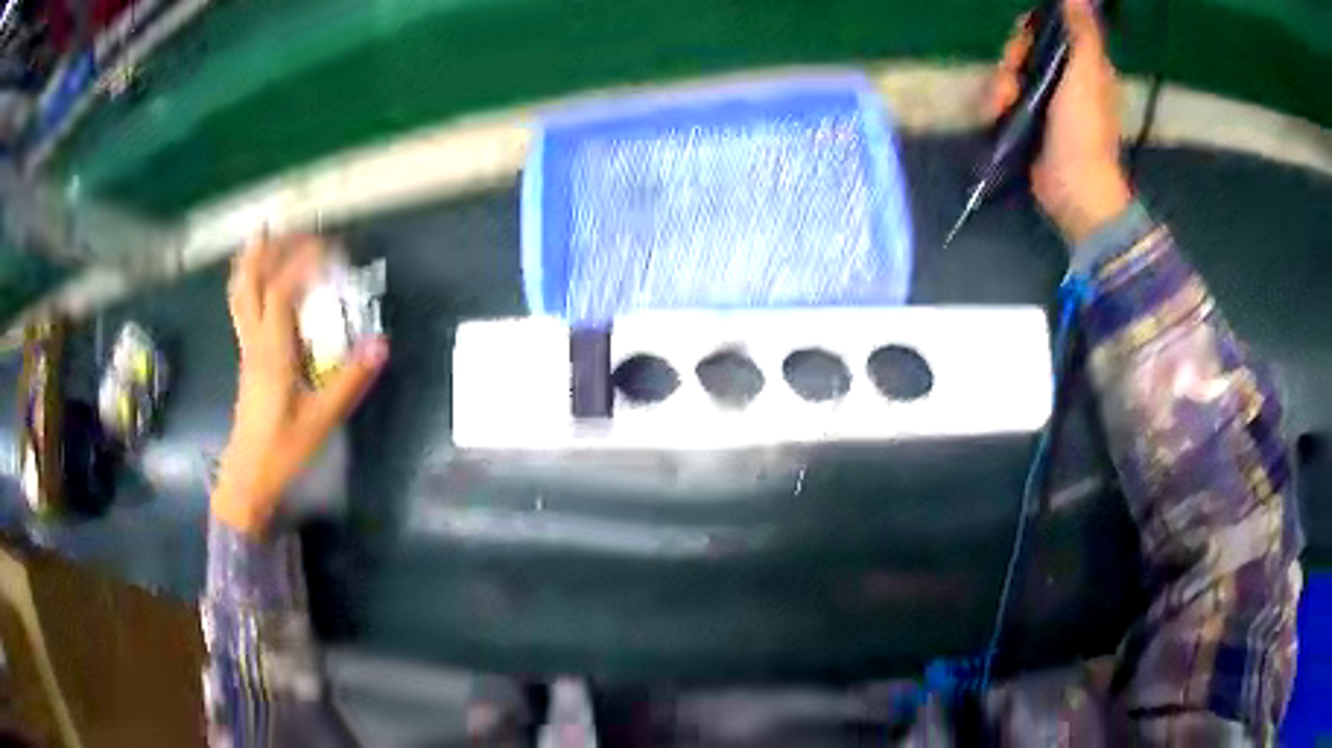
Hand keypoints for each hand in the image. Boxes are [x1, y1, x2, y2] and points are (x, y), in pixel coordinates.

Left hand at [213, 235, 386, 535]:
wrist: (247, 478)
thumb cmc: (282, 451)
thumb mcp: (320, 421)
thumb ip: (348, 382)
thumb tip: (380, 343)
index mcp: (272, 353)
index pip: (281, 291)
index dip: (302, 262)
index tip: (329, 246)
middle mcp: (255, 343)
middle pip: (250, 283)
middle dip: (269, 250)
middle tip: (291, 227)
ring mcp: (247, 350)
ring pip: (240, 295)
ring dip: (251, 261)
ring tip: (263, 237)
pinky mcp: (247, 359)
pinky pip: (242, 308)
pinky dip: (248, 283)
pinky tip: (259, 281)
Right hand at [986, 0, 1132, 244]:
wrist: (1074, 191)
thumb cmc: (1084, 132)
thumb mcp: (1086, 75)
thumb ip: (1082, 34)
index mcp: (1082, 66)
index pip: (1049, 31)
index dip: (1031, 30)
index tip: (1024, 39)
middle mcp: (1063, 79)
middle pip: (1024, 50)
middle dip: (1011, 60)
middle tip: (1013, 78)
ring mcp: (1044, 103)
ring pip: (1009, 73)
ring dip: (999, 85)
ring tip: (1003, 106)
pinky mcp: (1027, 123)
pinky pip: (1003, 99)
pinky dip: (995, 105)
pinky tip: (996, 117)